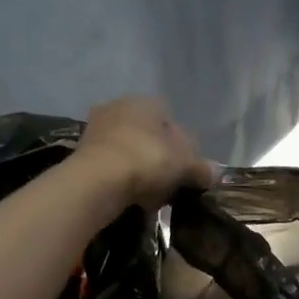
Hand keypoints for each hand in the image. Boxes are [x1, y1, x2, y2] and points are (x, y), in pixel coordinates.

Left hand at [73, 96, 213, 212]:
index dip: (182, 146)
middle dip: (159, 156)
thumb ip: (201, 167)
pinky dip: (122, 177)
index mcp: (147, 102)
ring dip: (139, 168)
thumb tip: (217, 172)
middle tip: (169, 182)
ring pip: (129, 149)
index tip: (186, 169)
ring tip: (150, 193)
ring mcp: (97, 127)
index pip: (171, 120)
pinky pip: (112, 164)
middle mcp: (120, 106)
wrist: (97, 180)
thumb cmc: (147, 161)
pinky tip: (131, 195)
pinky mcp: (81, 151)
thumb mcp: (184, 165)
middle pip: (148, 134)